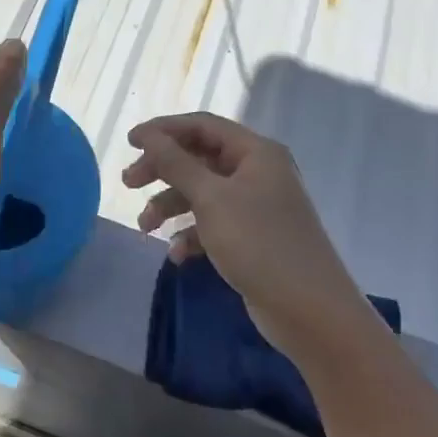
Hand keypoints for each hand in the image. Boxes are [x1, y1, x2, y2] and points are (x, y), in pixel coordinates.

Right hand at [123, 112, 373, 364]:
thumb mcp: (211, 199)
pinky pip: (213, 224)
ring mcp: (256, 206)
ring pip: (202, 193)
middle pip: (199, 158)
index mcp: (255, 152)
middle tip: (128, 183)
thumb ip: (177, 164)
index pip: (202, 126)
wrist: (309, 310)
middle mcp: (257, 172)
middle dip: (162, 170)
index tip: (129, 142)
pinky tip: (178, 256)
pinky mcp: (252, 237)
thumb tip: (150, 135)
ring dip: (170, 206)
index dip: (164, 130)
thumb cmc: (259, 243)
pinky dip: (191, 234)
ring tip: (145, 228)